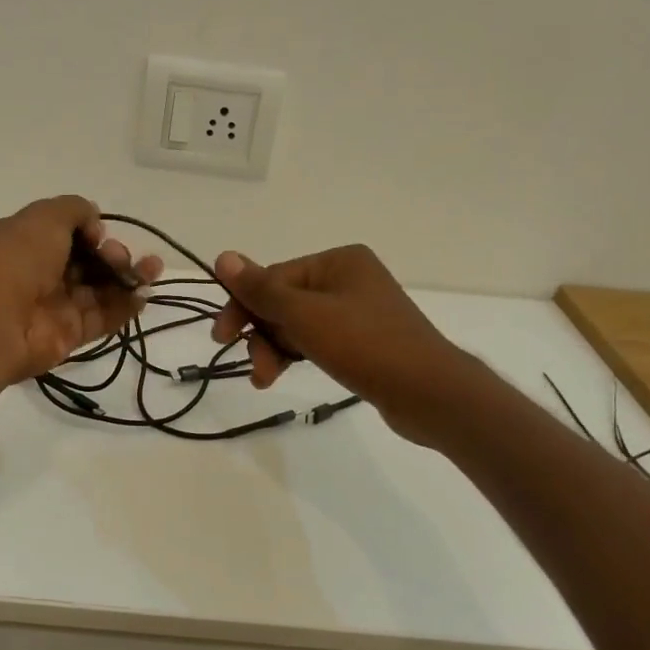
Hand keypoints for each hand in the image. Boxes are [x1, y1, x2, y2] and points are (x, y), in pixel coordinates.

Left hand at [0, 196, 163, 383]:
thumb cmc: (17, 260)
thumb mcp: (45, 216)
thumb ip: (75, 210)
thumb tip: (94, 223)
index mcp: (28, 242)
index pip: (68, 234)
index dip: (90, 230)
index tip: (98, 233)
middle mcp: (42, 273)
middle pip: (89, 262)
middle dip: (112, 254)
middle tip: (117, 256)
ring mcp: (57, 306)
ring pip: (101, 289)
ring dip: (129, 277)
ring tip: (153, 268)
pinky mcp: (71, 334)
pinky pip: (104, 317)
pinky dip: (126, 306)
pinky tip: (144, 293)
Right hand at [210, 245, 467, 443]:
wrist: (428, 393)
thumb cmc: (364, 345)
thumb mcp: (304, 316)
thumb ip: (261, 289)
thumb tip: (223, 257)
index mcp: (338, 261)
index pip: (274, 277)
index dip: (244, 306)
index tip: (221, 337)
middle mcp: (348, 278)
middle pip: (284, 301)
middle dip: (262, 334)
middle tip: (254, 367)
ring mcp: (358, 310)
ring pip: (297, 324)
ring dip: (275, 349)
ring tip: (265, 380)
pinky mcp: (363, 341)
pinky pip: (317, 340)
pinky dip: (297, 354)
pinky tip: (282, 374)